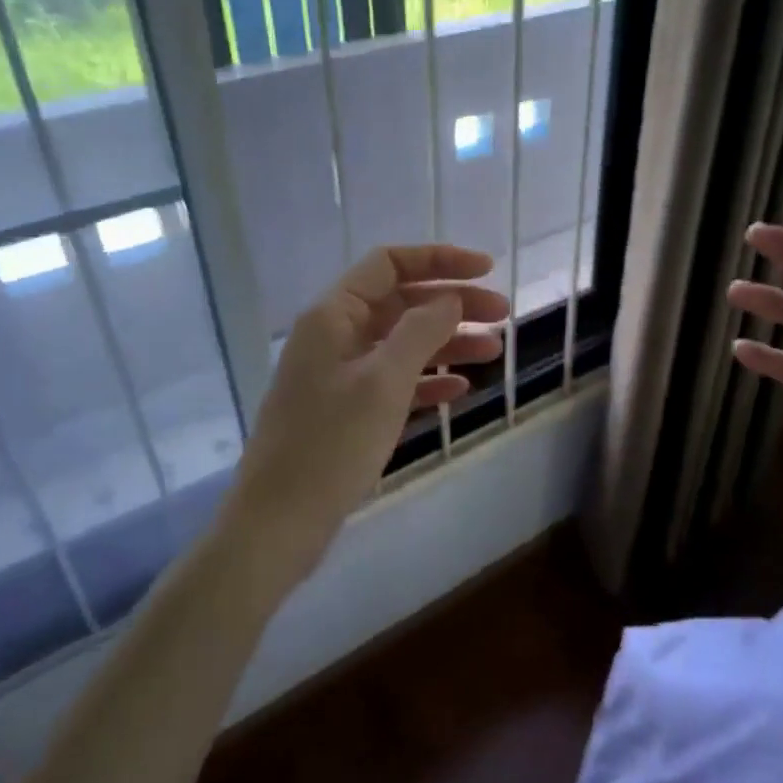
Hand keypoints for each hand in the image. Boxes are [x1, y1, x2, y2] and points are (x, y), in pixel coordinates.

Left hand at [227, 245, 507, 585]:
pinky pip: (394, 381)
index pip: (389, 265)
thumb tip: (449, 299)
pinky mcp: (346, 411)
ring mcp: (339, 375)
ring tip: (493, 351)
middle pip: (400, 303)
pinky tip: (459, 389)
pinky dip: (427, 380)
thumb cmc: (330, 445)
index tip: (486, 269)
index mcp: (333, 316)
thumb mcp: (383, 382)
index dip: (439, 259)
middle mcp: (335, 336)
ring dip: (447, 343)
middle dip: (451, 304)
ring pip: (401, 343)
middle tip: (502, 314)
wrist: (279, 523)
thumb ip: (420, 331)